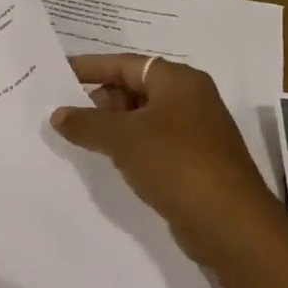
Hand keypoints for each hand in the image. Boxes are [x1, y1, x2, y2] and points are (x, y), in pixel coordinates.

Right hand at [50, 54, 274, 229]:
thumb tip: (58, 115)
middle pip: (134, 88)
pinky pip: (152, 143)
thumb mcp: (122, 138)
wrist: (229, 223)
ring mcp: (195, 132)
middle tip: (65, 114)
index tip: (58, 73)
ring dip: (112, 126)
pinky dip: (128, 146)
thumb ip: (86, 122)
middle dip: (99, 100)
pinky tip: (107, 160)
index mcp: (178, 81)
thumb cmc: (175, 163)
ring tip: (78, 138)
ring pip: (142, 118)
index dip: (90, 67)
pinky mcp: (194, 161)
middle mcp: (190, 99)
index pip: (125, 64)